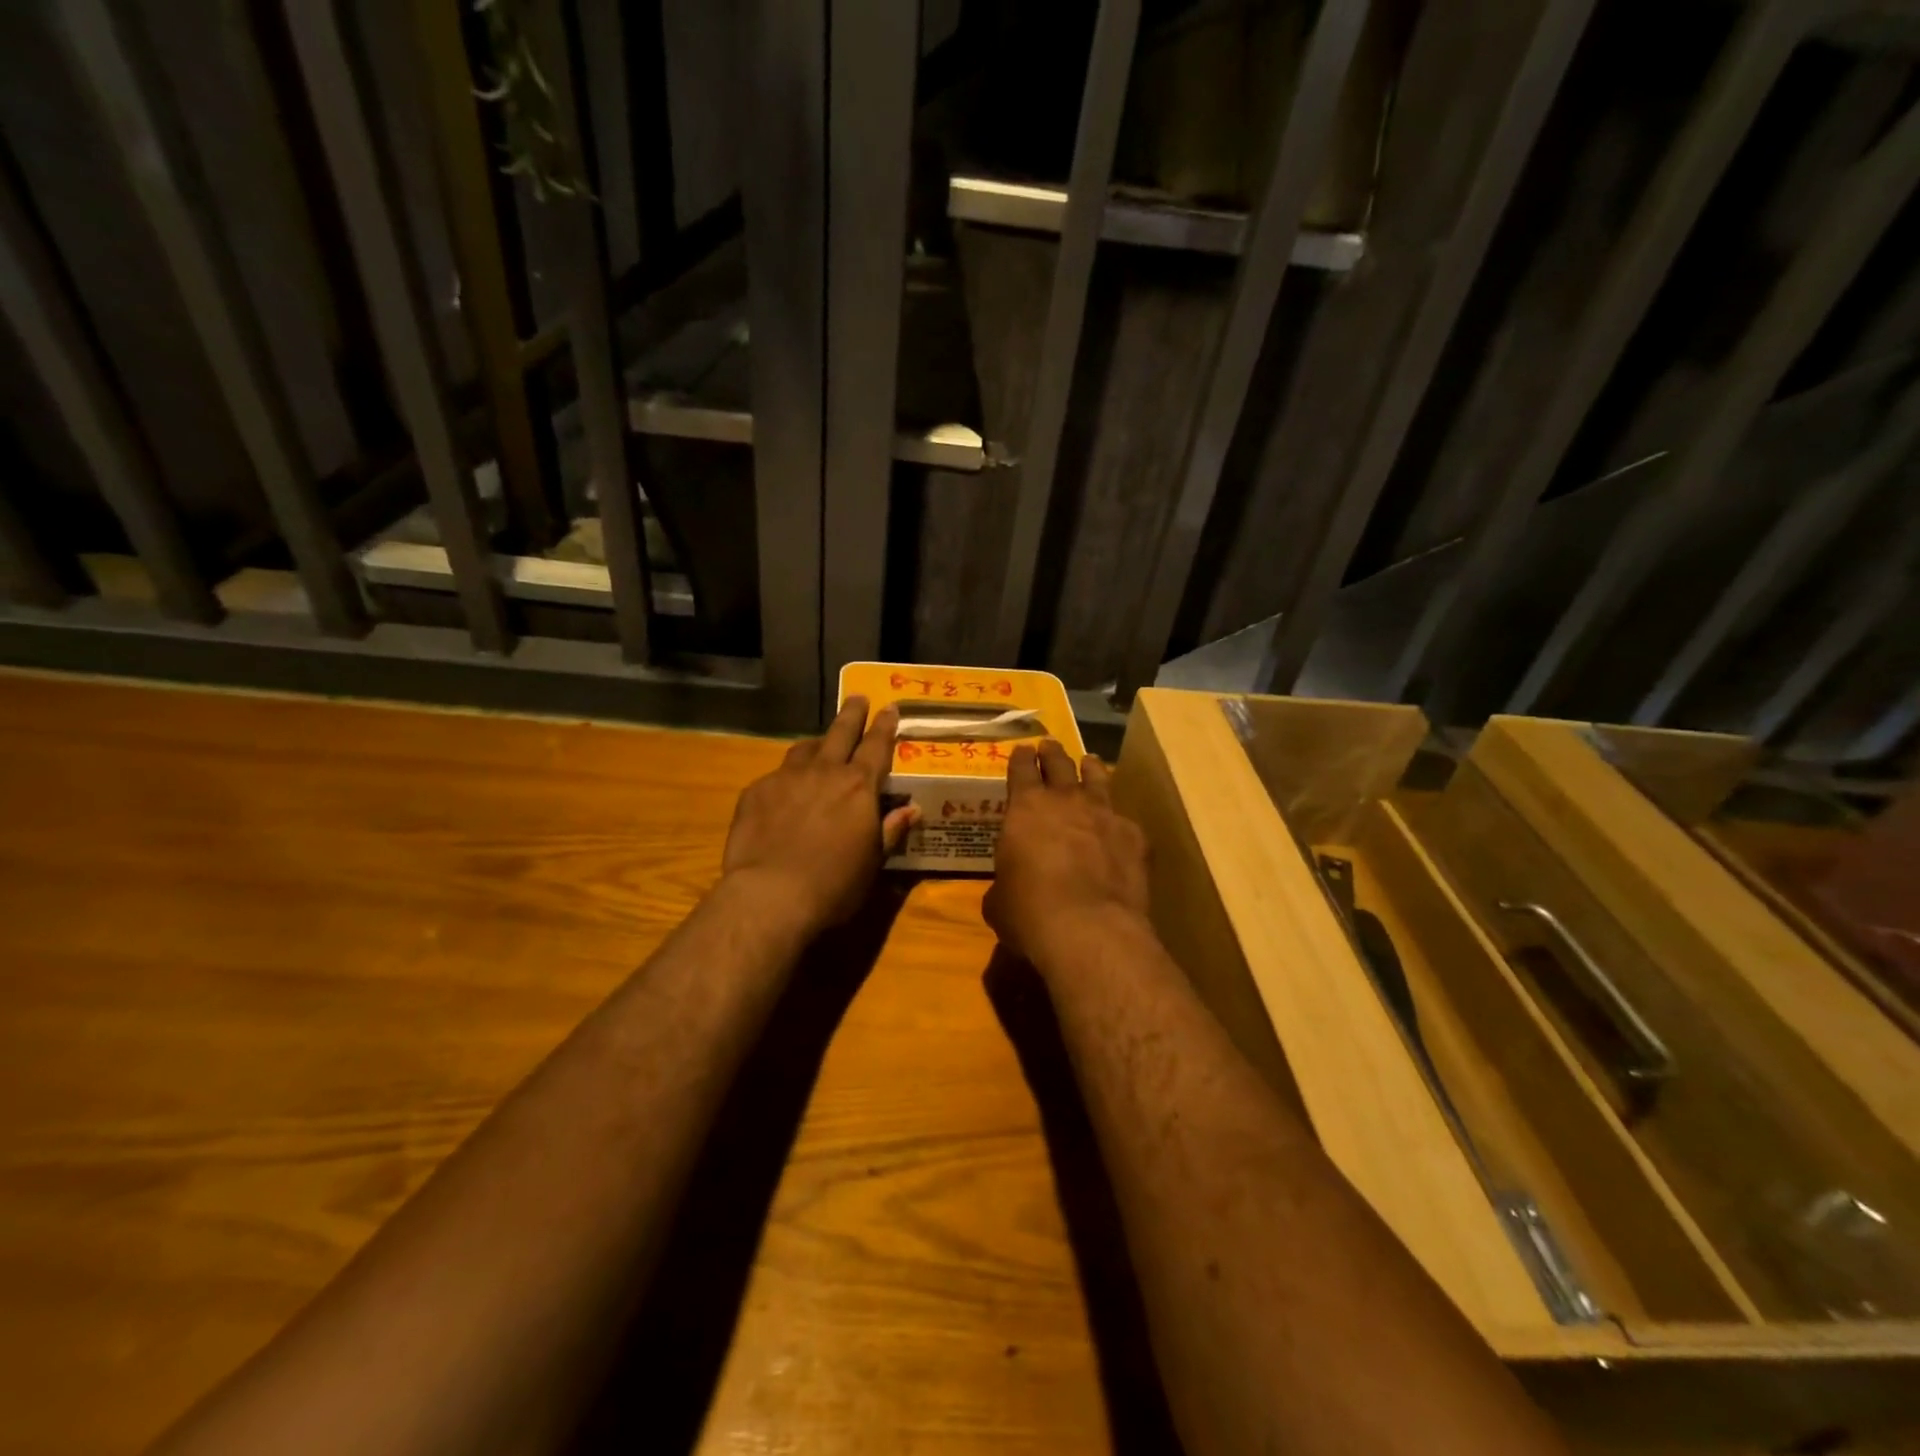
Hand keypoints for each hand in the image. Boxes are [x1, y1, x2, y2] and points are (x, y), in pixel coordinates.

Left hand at [722, 696, 917, 936]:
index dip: (885, 726)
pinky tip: (784, 794)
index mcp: (859, 786)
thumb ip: (890, 830)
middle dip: (852, 714)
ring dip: (817, 744)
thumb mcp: (873, 862)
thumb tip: (911, 810)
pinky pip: (776, 775)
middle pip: (840, 733)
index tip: (889, 708)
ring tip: (819, 745)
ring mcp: (786, 778)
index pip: (877, 746)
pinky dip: (787, 778)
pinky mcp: (756, 791)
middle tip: (857, 698)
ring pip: (804, 748)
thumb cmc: (834, 884)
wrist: (771, 894)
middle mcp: (824, 771)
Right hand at [985, 739, 1149, 968]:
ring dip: (1091, 769)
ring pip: (1097, 778)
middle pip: (1059, 763)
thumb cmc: (1030, 913)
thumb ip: (1004, 884)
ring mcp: (1104, 814)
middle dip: (1052, 753)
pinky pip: (1124, 819)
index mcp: (1025, 808)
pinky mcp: (1135, 836)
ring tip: (1089, 763)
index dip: (1021, 758)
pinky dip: (1118, 820)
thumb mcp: (1000, 901)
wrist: (1089, 929)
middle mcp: (1066, 801)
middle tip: (1050, 746)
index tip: (1023, 750)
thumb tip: (1007, 891)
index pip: (1021, 769)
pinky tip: (1119, 826)